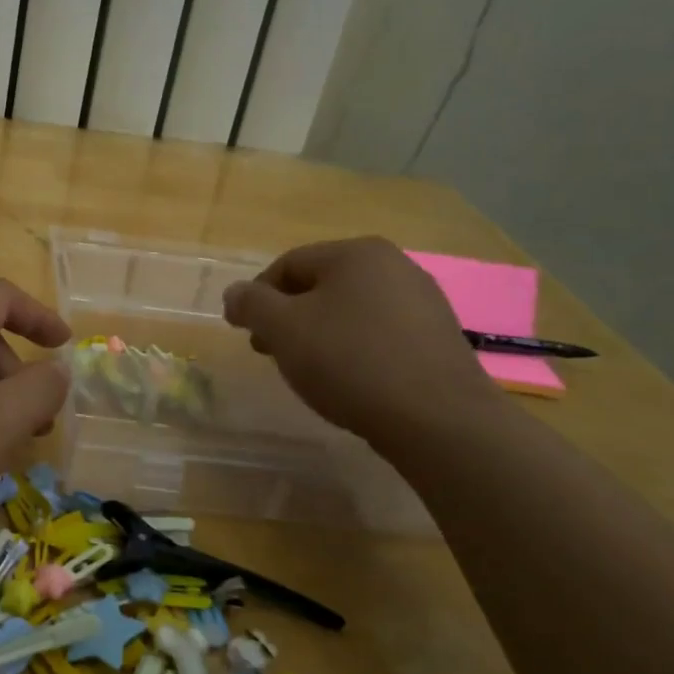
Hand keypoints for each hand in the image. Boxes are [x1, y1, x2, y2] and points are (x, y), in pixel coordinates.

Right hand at [222, 237, 506, 445]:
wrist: (438, 420)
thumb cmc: (350, 361)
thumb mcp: (283, 329)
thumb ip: (251, 304)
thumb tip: (235, 293)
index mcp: (356, 253)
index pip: (288, 264)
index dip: (257, 296)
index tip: (243, 330)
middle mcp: (395, 265)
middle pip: (321, 285)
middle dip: (288, 316)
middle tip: (269, 351)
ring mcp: (423, 301)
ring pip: (350, 311)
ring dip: (319, 334)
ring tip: (307, 370)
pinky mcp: (438, 337)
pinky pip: (380, 334)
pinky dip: (354, 349)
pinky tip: (348, 380)